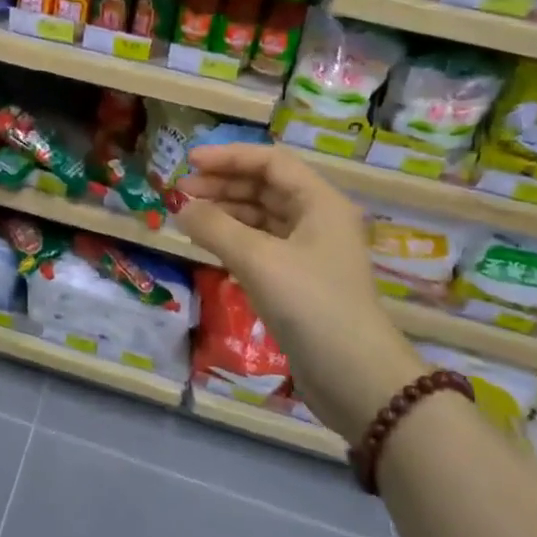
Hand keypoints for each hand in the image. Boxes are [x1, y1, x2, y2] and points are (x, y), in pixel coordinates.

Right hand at [175, 143, 424, 438]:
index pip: (271, 162)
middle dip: (223, 184)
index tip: (189, 163)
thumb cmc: (311, 306)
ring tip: (188, 217)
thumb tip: (181, 208)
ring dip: (225, 211)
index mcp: (320, 202)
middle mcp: (318, 219)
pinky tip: (208, 244)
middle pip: (265, 187)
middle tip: (181, 192)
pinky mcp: (299, 280)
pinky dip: (233, 239)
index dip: (229, 157)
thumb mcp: (258, 260)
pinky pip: (261, 245)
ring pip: (261, 216)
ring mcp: (310, 252)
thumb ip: (215, 228)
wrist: (356, 379)